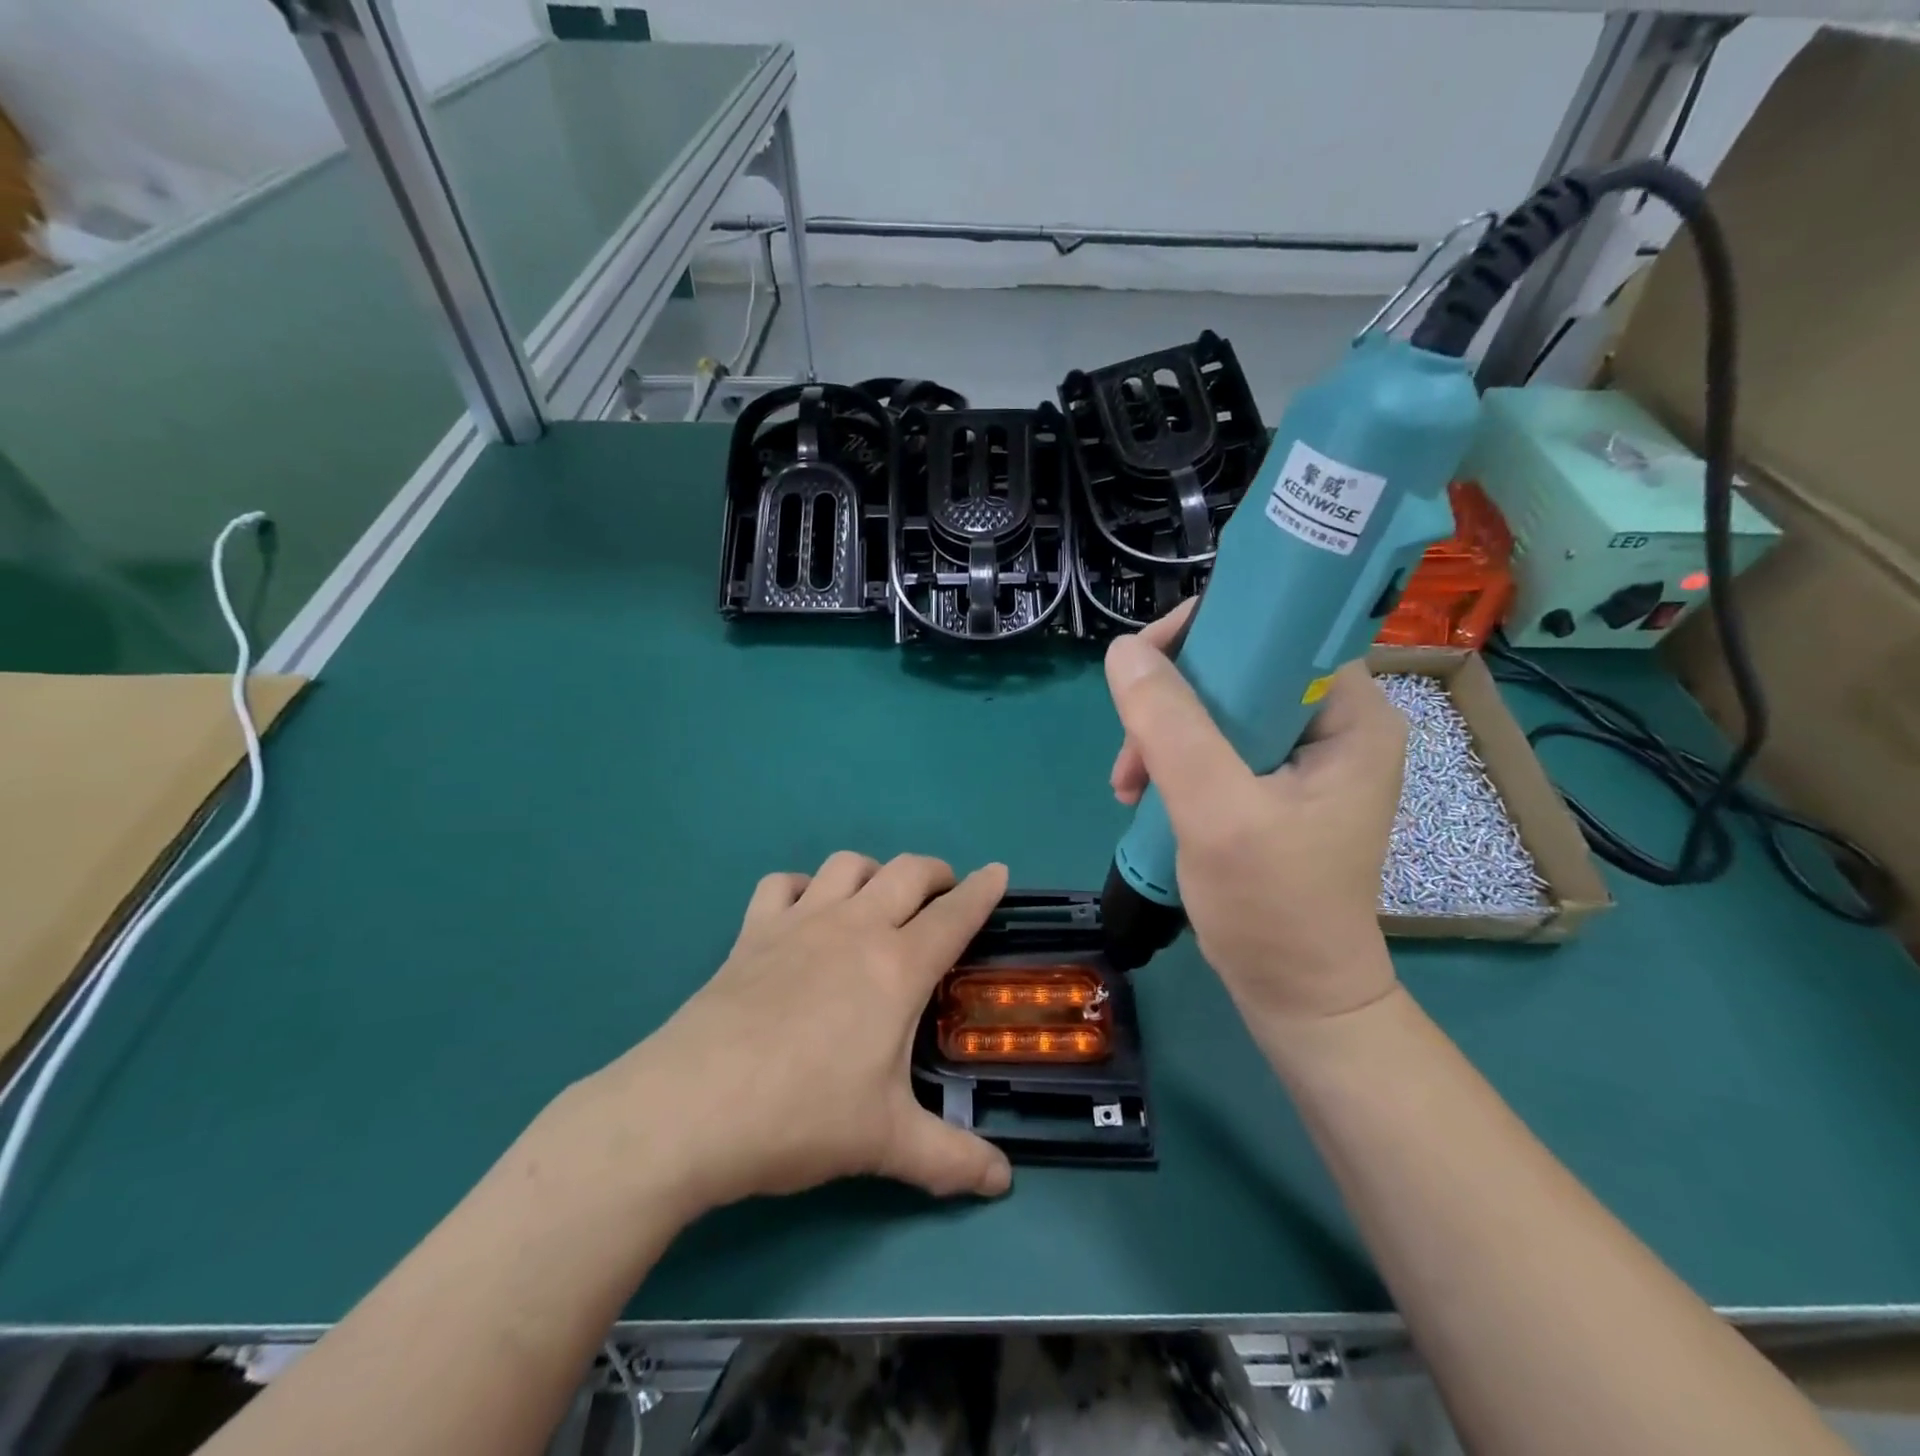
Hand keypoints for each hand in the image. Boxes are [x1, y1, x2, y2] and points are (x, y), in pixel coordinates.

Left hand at [591, 853, 1013, 1217]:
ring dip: (873, 871)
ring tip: (878, 899)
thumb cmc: (802, 1117)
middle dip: (936, 872)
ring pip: (847, 864)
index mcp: (898, 966)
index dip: (983, 890)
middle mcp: (854, 928)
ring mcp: (799, 923)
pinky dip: (801, 886)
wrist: (692, 1109)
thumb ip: (952, 1160)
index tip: (999, 872)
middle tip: (945, 894)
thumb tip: (1004, 1183)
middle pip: (907, 871)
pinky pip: (781, 884)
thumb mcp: (887, 1144)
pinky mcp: (752, 932)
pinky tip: (803, 912)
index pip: (955, 914)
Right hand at [1105, 624, 1404, 1028]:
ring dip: (1162, 735)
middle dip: (1171, 700)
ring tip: (1128, 785)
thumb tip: (1123, 651)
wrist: (1295, 995)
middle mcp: (1332, 723)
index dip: (1208, 631)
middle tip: (1132, 748)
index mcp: (1350, 714)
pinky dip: (1172, 761)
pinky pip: (1212, 743)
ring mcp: (1301, 756)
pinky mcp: (1273, 785)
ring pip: (1215, 706)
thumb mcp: (1217, 812)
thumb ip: (1171, 727)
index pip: (1277, 629)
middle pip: (1237, 667)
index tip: (1148, 667)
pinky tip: (1142, 794)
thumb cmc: (1272, 907)